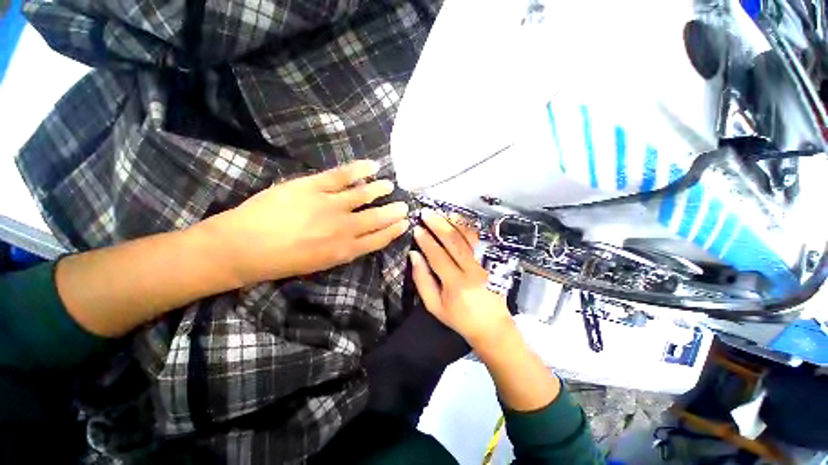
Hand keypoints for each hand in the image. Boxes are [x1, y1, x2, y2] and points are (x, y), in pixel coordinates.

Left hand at [201, 160, 409, 284]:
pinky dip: (360, 169)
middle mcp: (343, 228)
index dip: (393, 231)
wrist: (241, 247)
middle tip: (405, 206)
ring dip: (380, 190)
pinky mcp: (313, 186)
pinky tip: (373, 166)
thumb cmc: (280, 262)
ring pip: (364, 195)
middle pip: (376, 218)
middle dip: (393, 213)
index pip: (378, 239)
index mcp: (343, 250)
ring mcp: (329, 205)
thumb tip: (360, 238)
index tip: (404, 224)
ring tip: (390, 186)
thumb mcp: (318, 265)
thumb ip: (343, 251)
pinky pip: (342, 175)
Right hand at [410, 209, 514, 347]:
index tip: (417, 228)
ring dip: (454, 222)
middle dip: (438, 225)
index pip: (438, 256)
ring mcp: (486, 264)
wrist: (492, 326)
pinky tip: (459, 221)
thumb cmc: (460, 318)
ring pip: (469, 237)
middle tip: (426, 213)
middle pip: (454, 241)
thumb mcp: (435, 306)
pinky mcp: (493, 261)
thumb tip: (414, 255)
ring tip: (441, 213)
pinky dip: (469, 228)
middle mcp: (473, 270)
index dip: (426, 240)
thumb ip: (422, 280)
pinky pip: (480, 240)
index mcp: (456, 284)